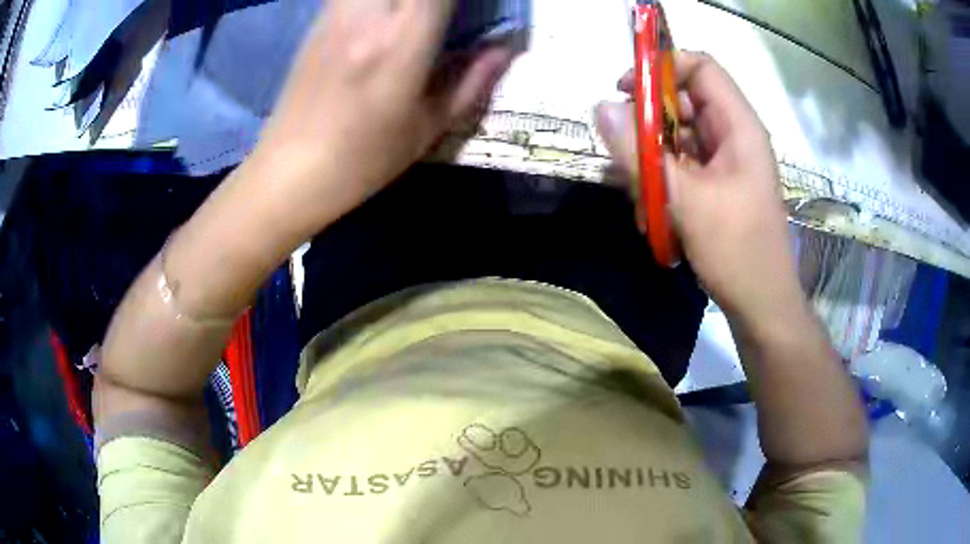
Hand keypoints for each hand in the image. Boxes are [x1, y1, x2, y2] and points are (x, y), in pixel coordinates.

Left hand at [252, 0, 514, 230]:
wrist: (290, 172)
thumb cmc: (363, 159)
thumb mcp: (427, 128)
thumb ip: (471, 82)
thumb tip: (505, 51)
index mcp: (401, 43)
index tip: (474, 5)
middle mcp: (366, 17)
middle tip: (439, 12)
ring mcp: (336, 16)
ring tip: (412, 13)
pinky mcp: (316, 23)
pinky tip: (383, 14)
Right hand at [594, 52, 800, 318]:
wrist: (761, 305)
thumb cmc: (735, 250)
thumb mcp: (683, 198)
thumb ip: (639, 151)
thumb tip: (602, 107)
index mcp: (739, 126)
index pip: (700, 67)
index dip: (662, 68)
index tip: (626, 91)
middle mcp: (734, 135)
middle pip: (685, 101)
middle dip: (651, 120)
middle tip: (626, 149)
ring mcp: (726, 162)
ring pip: (680, 136)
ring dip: (653, 157)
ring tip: (642, 194)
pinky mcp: (718, 185)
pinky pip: (683, 164)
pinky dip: (663, 179)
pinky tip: (655, 211)